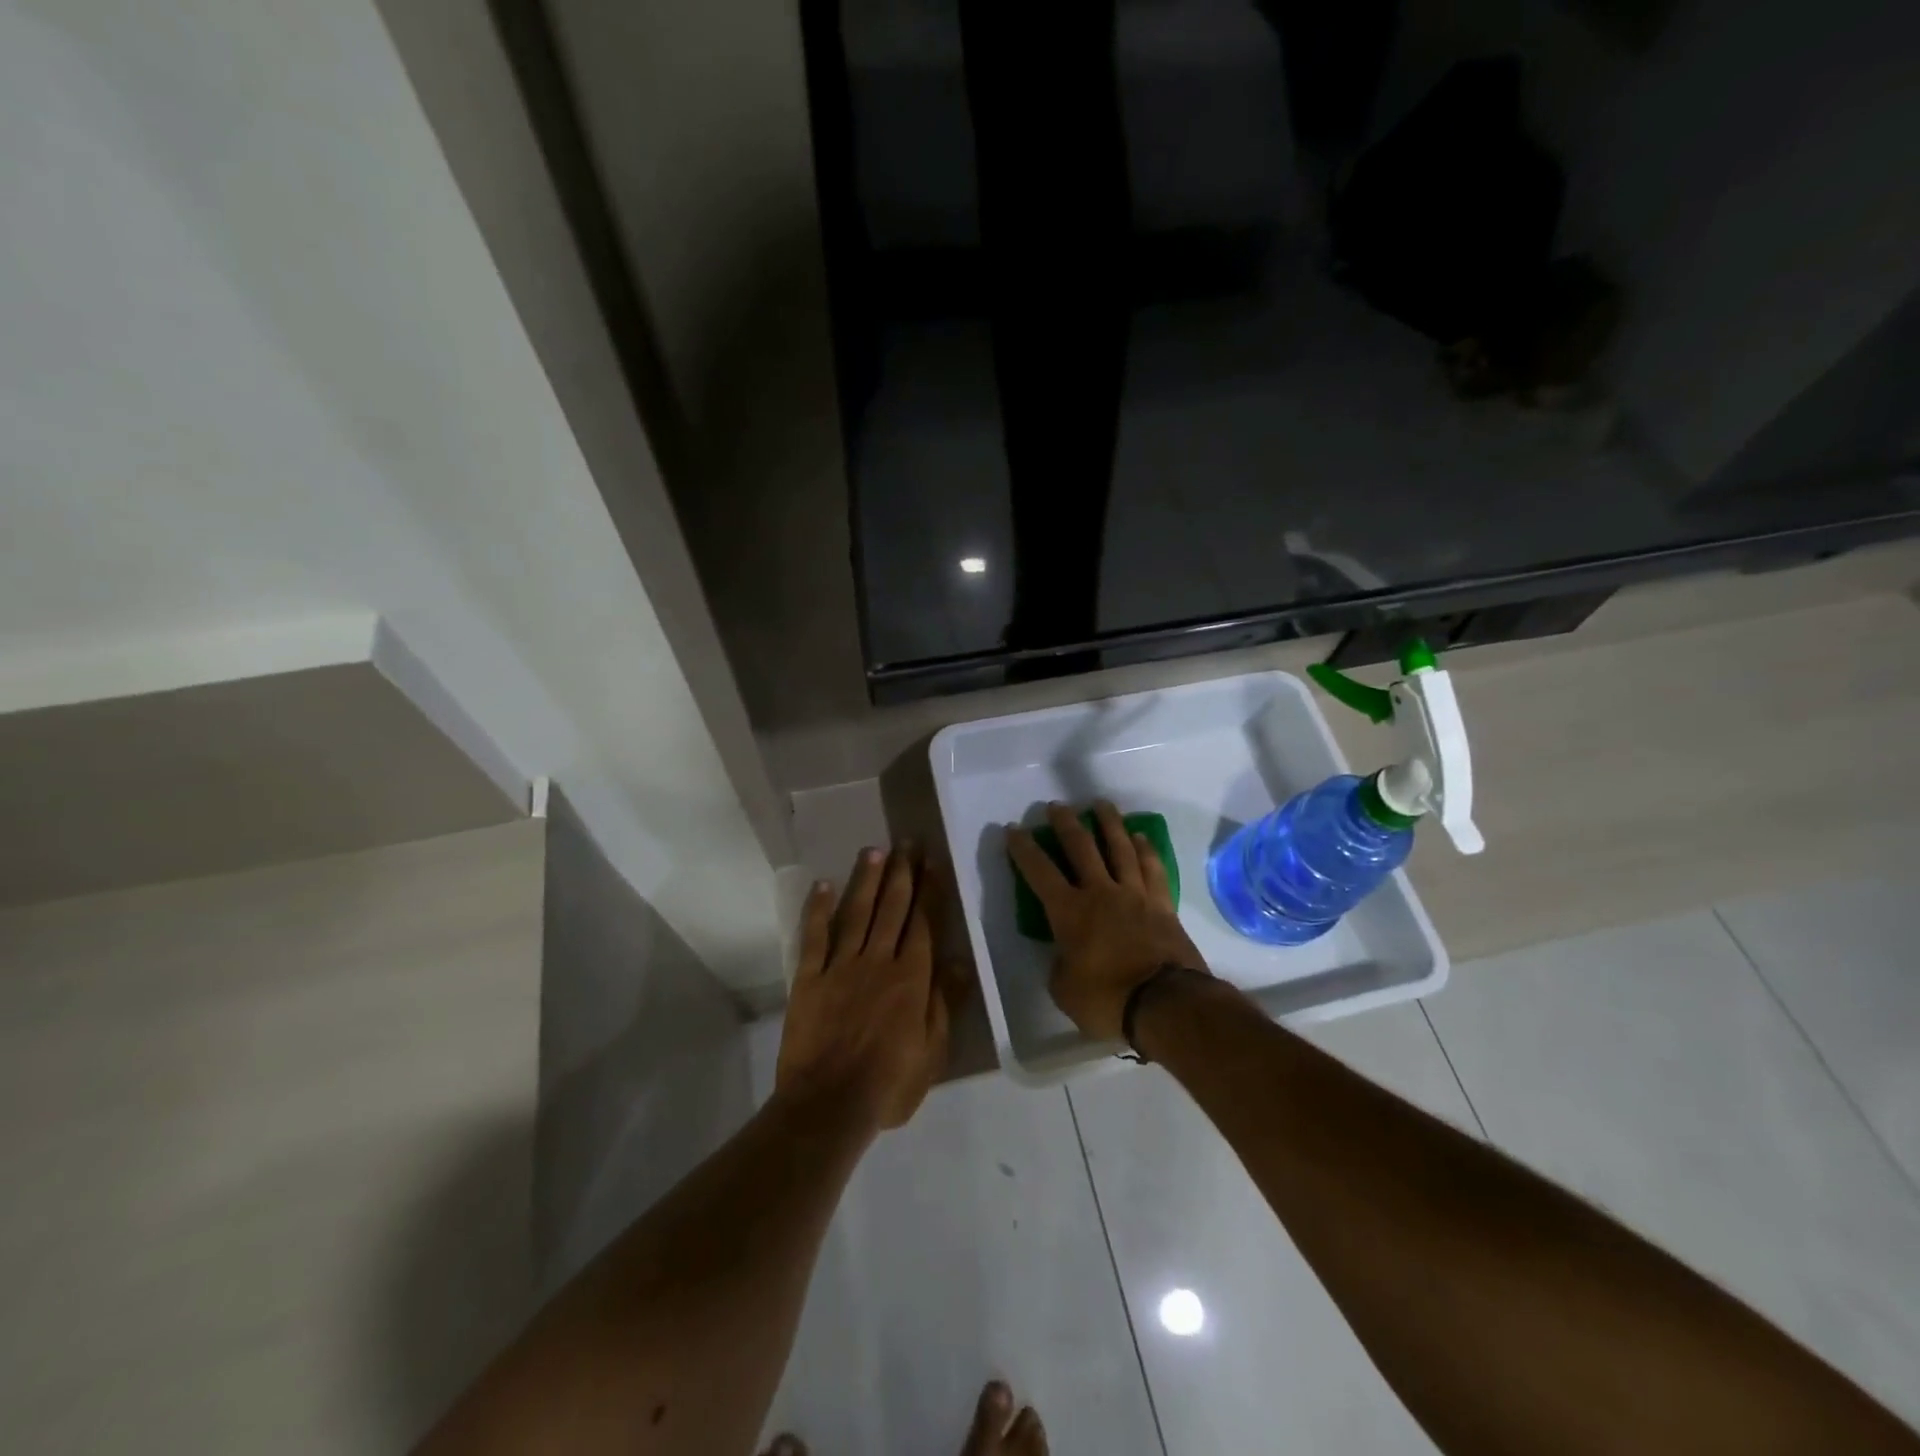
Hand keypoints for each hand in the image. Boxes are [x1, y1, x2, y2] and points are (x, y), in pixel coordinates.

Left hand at [776, 845, 965, 1131]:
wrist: (828, 1105)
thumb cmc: (888, 1084)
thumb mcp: (932, 1051)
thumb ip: (945, 1001)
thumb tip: (960, 959)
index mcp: (911, 978)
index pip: (924, 923)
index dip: (929, 890)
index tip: (932, 862)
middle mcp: (878, 961)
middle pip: (892, 909)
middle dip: (902, 873)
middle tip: (908, 842)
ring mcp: (841, 966)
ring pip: (857, 913)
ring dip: (867, 880)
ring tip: (875, 851)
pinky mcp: (809, 978)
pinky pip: (814, 936)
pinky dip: (818, 909)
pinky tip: (823, 885)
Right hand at [1007, 801, 1208, 1040]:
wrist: (1166, 1004)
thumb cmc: (1106, 1000)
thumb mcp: (1065, 990)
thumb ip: (1061, 964)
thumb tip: (1067, 954)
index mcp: (1069, 912)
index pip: (1039, 871)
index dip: (1023, 848)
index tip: (1014, 828)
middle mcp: (1100, 892)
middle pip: (1081, 846)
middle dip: (1066, 823)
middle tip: (1057, 806)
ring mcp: (1134, 894)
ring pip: (1120, 847)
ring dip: (1109, 822)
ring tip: (1101, 804)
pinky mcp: (1162, 904)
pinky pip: (1152, 867)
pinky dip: (1145, 849)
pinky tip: (1140, 836)